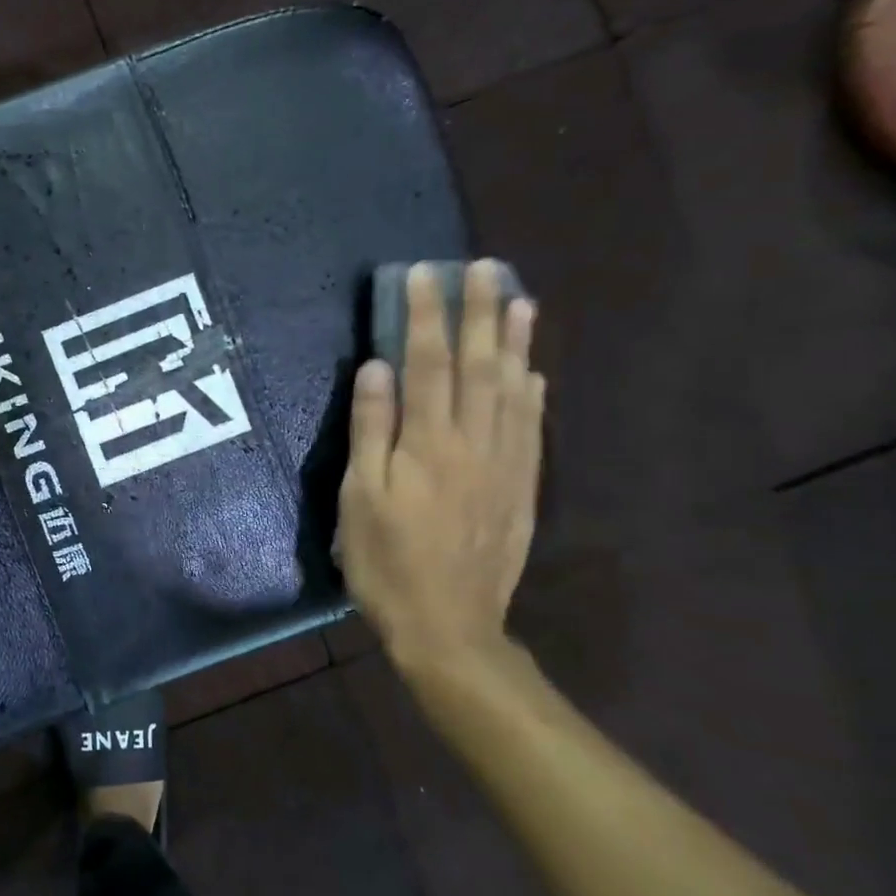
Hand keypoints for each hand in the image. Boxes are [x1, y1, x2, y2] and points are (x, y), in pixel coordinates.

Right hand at [337, 260, 544, 682]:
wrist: (449, 627)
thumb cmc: (387, 562)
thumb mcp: (361, 498)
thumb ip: (371, 431)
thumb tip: (377, 368)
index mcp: (430, 445)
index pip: (428, 364)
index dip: (426, 316)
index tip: (424, 274)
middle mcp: (475, 444)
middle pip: (479, 367)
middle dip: (480, 313)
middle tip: (485, 268)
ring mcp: (504, 466)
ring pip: (513, 391)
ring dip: (516, 343)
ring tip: (521, 302)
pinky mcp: (521, 489)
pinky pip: (530, 429)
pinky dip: (532, 394)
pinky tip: (534, 374)